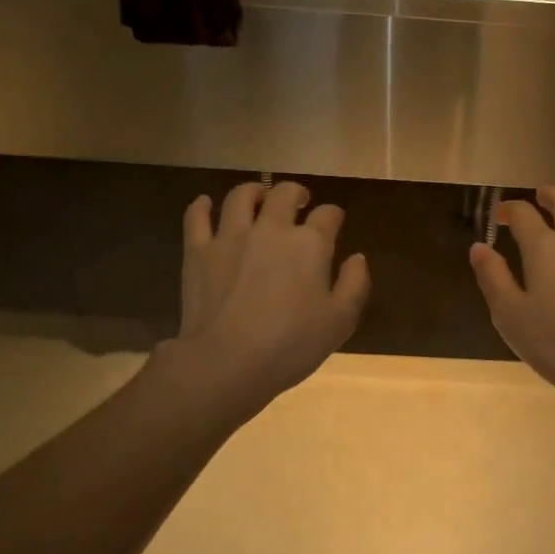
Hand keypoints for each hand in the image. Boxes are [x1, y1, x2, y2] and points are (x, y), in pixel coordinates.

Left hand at [169, 181, 369, 417]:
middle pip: (284, 193)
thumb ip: (355, 284)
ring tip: (259, 197)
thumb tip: (357, 257)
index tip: (335, 223)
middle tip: (299, 202)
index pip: (328, 215)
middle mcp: (271, 228)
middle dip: (296, 193)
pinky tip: (206, 203)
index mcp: (310, 244)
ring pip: (241, 196)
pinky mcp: (198, 251)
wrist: (227, 362)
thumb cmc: (291, 345)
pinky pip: (197, 217)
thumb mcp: (340, 321)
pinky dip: (202, 206)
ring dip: (254, 191)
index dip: (334, 216)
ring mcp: (230, 236)